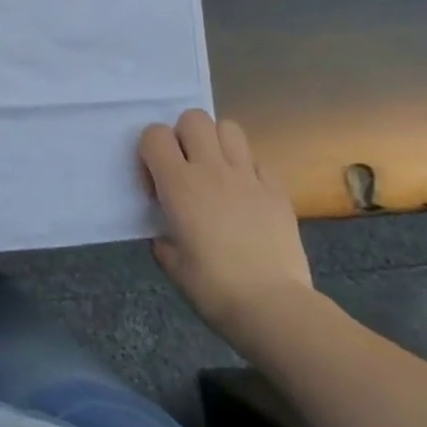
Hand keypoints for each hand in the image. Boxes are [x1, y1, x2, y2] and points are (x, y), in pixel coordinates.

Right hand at [139, 110, 314, 338]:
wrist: (273, 307)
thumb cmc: (213, 288)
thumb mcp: (172, 265)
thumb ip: (164, 238)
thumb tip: (168, 233)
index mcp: (179, 184)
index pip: (154, 134)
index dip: (149, 151)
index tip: (155, 184)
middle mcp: (212, 169)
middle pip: (194, 118)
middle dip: (184, 135)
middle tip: (186, 168)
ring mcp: (248, 176)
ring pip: (229, 128)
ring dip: (217, 142)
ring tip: (216, 171)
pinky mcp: (277, 190)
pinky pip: (258, 161)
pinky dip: (248, 170)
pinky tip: (246, 195)